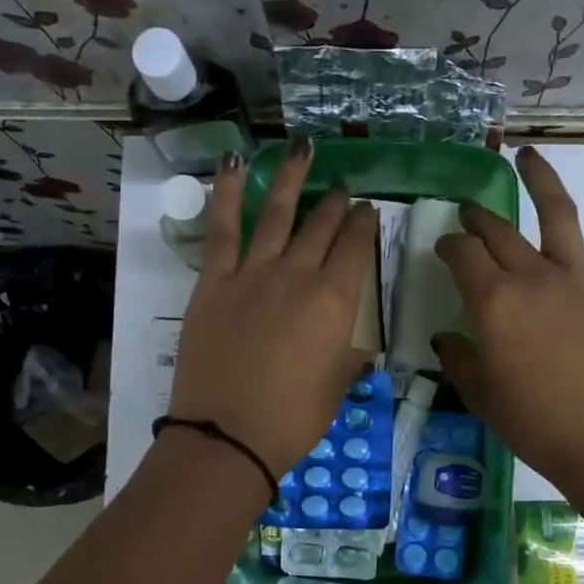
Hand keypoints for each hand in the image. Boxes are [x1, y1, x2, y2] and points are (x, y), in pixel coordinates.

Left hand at [167, 142, 376, 482]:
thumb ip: (348, 355)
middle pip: (323, 226)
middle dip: (337, 203)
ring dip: (292, 178)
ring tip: (302, 149)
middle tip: (344, 188)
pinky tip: (233, 163)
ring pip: (278, 213)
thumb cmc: (292, 420)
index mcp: (336, 302)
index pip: (357, 248)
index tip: (368, 211)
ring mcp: (253, 273)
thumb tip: (355, 343)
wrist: (228, 435)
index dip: (365, 225)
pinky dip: (227, 192)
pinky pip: (222, 227)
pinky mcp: (214, 281)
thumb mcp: (336, 387)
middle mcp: (298, 275)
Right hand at [433, 146, 583, 496]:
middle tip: (467, 211)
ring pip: (556, 215)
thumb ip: (459, 359)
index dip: (449, 246)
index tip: (444, 248)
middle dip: (478, 218)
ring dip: (539, 180)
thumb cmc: (535, 424)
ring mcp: (578, 278)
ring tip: (526, 154)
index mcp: (493, 304)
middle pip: (499, 233)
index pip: (463, 256)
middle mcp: (532, 278)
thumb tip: (447, 338)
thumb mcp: (481, 396)